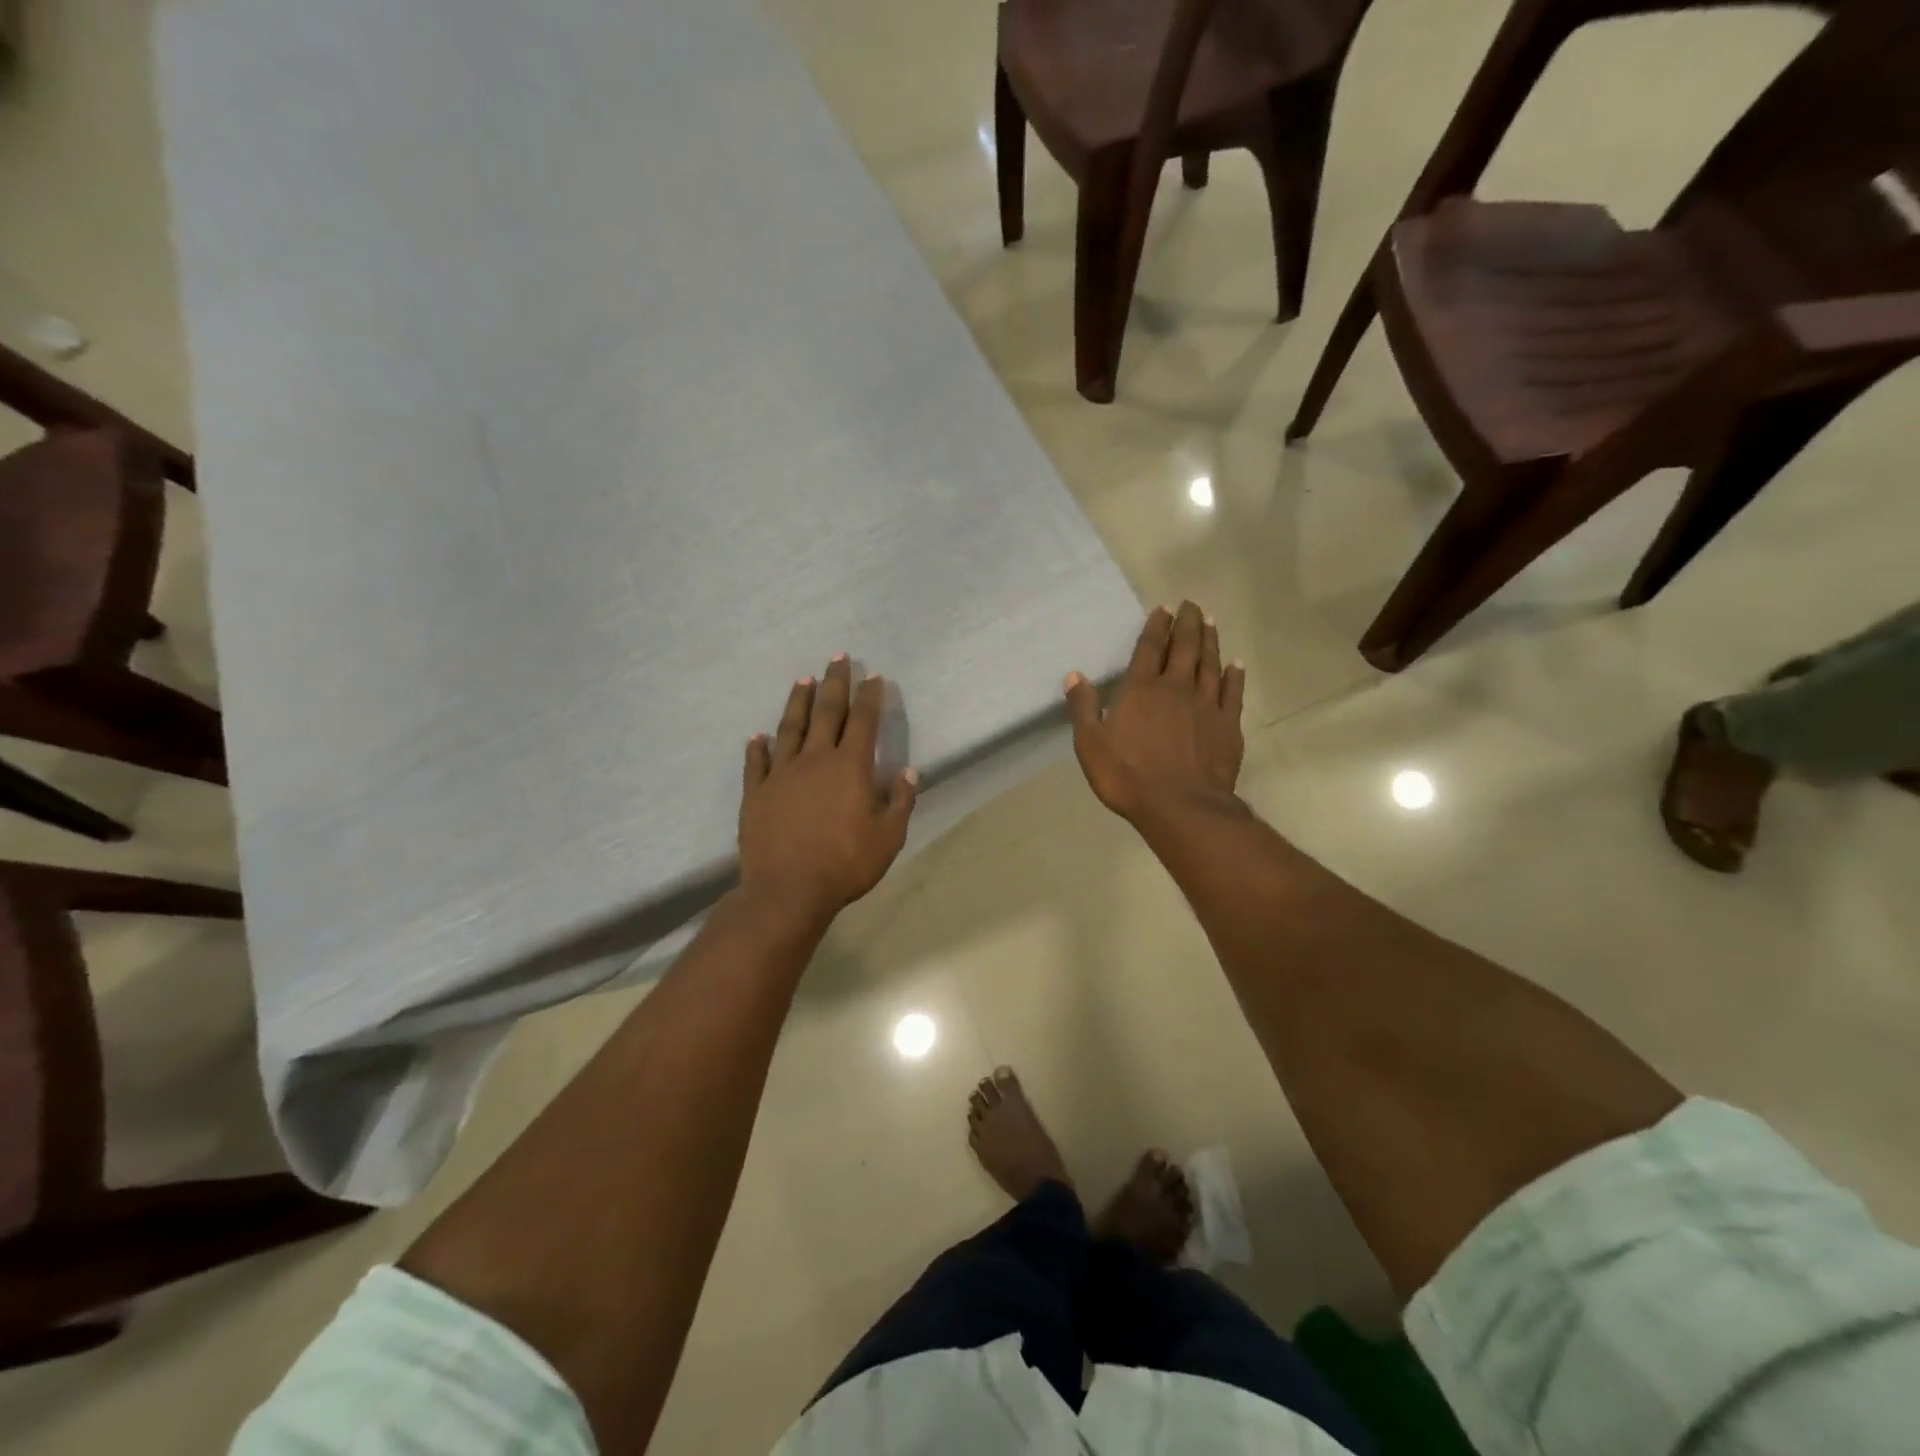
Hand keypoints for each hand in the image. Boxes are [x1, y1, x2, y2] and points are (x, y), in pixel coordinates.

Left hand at [739, 654, 917, 923]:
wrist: (788, 889)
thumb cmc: (846, 864)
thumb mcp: (888, 837)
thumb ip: (900, 801)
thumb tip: (909, 772)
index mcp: (850, 767)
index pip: (863, 722)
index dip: (870, 696)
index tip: (873, 676)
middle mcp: (815, 760)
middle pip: (827, 712)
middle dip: (834, 683)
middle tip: (837, 657)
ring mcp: (781, 774)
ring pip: (790, 728)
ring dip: (798, 702)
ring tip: (802, 679)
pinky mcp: (756, 793)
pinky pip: (756, 764)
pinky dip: (757, 748)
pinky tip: (757, 736)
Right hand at [1065, 603, 1244, 822]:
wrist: (1181, 806)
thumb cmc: (1128, 776)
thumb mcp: (1091, 744)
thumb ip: (1083, 707)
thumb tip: (1074, 675)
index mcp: (1141, 689)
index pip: (1150, 648)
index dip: (1156, 626)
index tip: (1163, 608)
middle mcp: (1176, 688)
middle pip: (1185, 647)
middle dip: (1188, 623)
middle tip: (1191, 604)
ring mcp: (1207, 705)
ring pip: (1210, 663)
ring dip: (1210, 641)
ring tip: (1210, 622)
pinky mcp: (1228, 725)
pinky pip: (1233, 692)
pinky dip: (1234, 676)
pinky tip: (1235, 665)